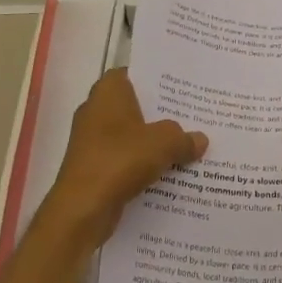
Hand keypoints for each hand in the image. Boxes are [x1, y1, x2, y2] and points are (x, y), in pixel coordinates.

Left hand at [42, 69, 206, 247]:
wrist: (82, 209)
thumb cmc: (120, 160)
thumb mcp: (164, 143)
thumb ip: (184, 138)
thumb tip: (200, 140)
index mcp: (108, 92)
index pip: (134, 73)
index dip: (156, 78)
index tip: (181, 86)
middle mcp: (96, 110)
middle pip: (135, 105)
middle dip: (161, 112)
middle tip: (193, 114)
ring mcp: (92, 141)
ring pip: (131, 134)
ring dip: (153, 141)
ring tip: (188, 143)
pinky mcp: (94, 167)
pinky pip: (125, 158)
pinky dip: (143, 163)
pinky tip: (170, 171)